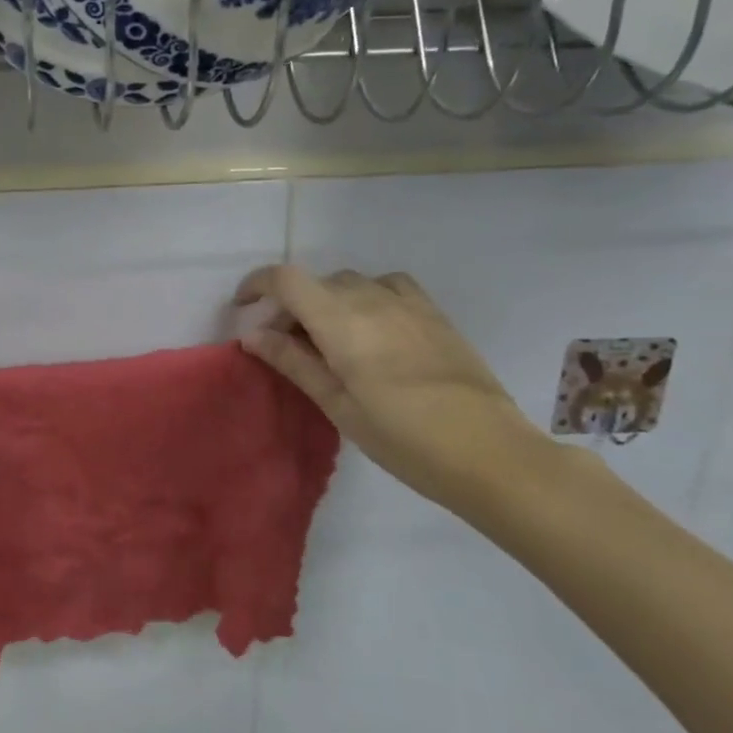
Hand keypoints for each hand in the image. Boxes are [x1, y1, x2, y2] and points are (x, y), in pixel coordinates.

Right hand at [236, 265, 558, 518]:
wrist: (490, 453)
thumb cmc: (403, 438)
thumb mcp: (338, 405)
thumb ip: (294, 362)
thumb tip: (252, 335)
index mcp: (341, 322)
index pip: (286, 279)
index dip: (257, 284)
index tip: (242, 307)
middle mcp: (371, 299)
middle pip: (316, 282)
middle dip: (291, 306)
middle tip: (285, 346)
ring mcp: (407, 303)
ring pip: (351, 283)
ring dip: (328, 301)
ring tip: (329, 338)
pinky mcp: (434, 313)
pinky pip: (388, 285)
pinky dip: (366, 295)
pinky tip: (372, 326)